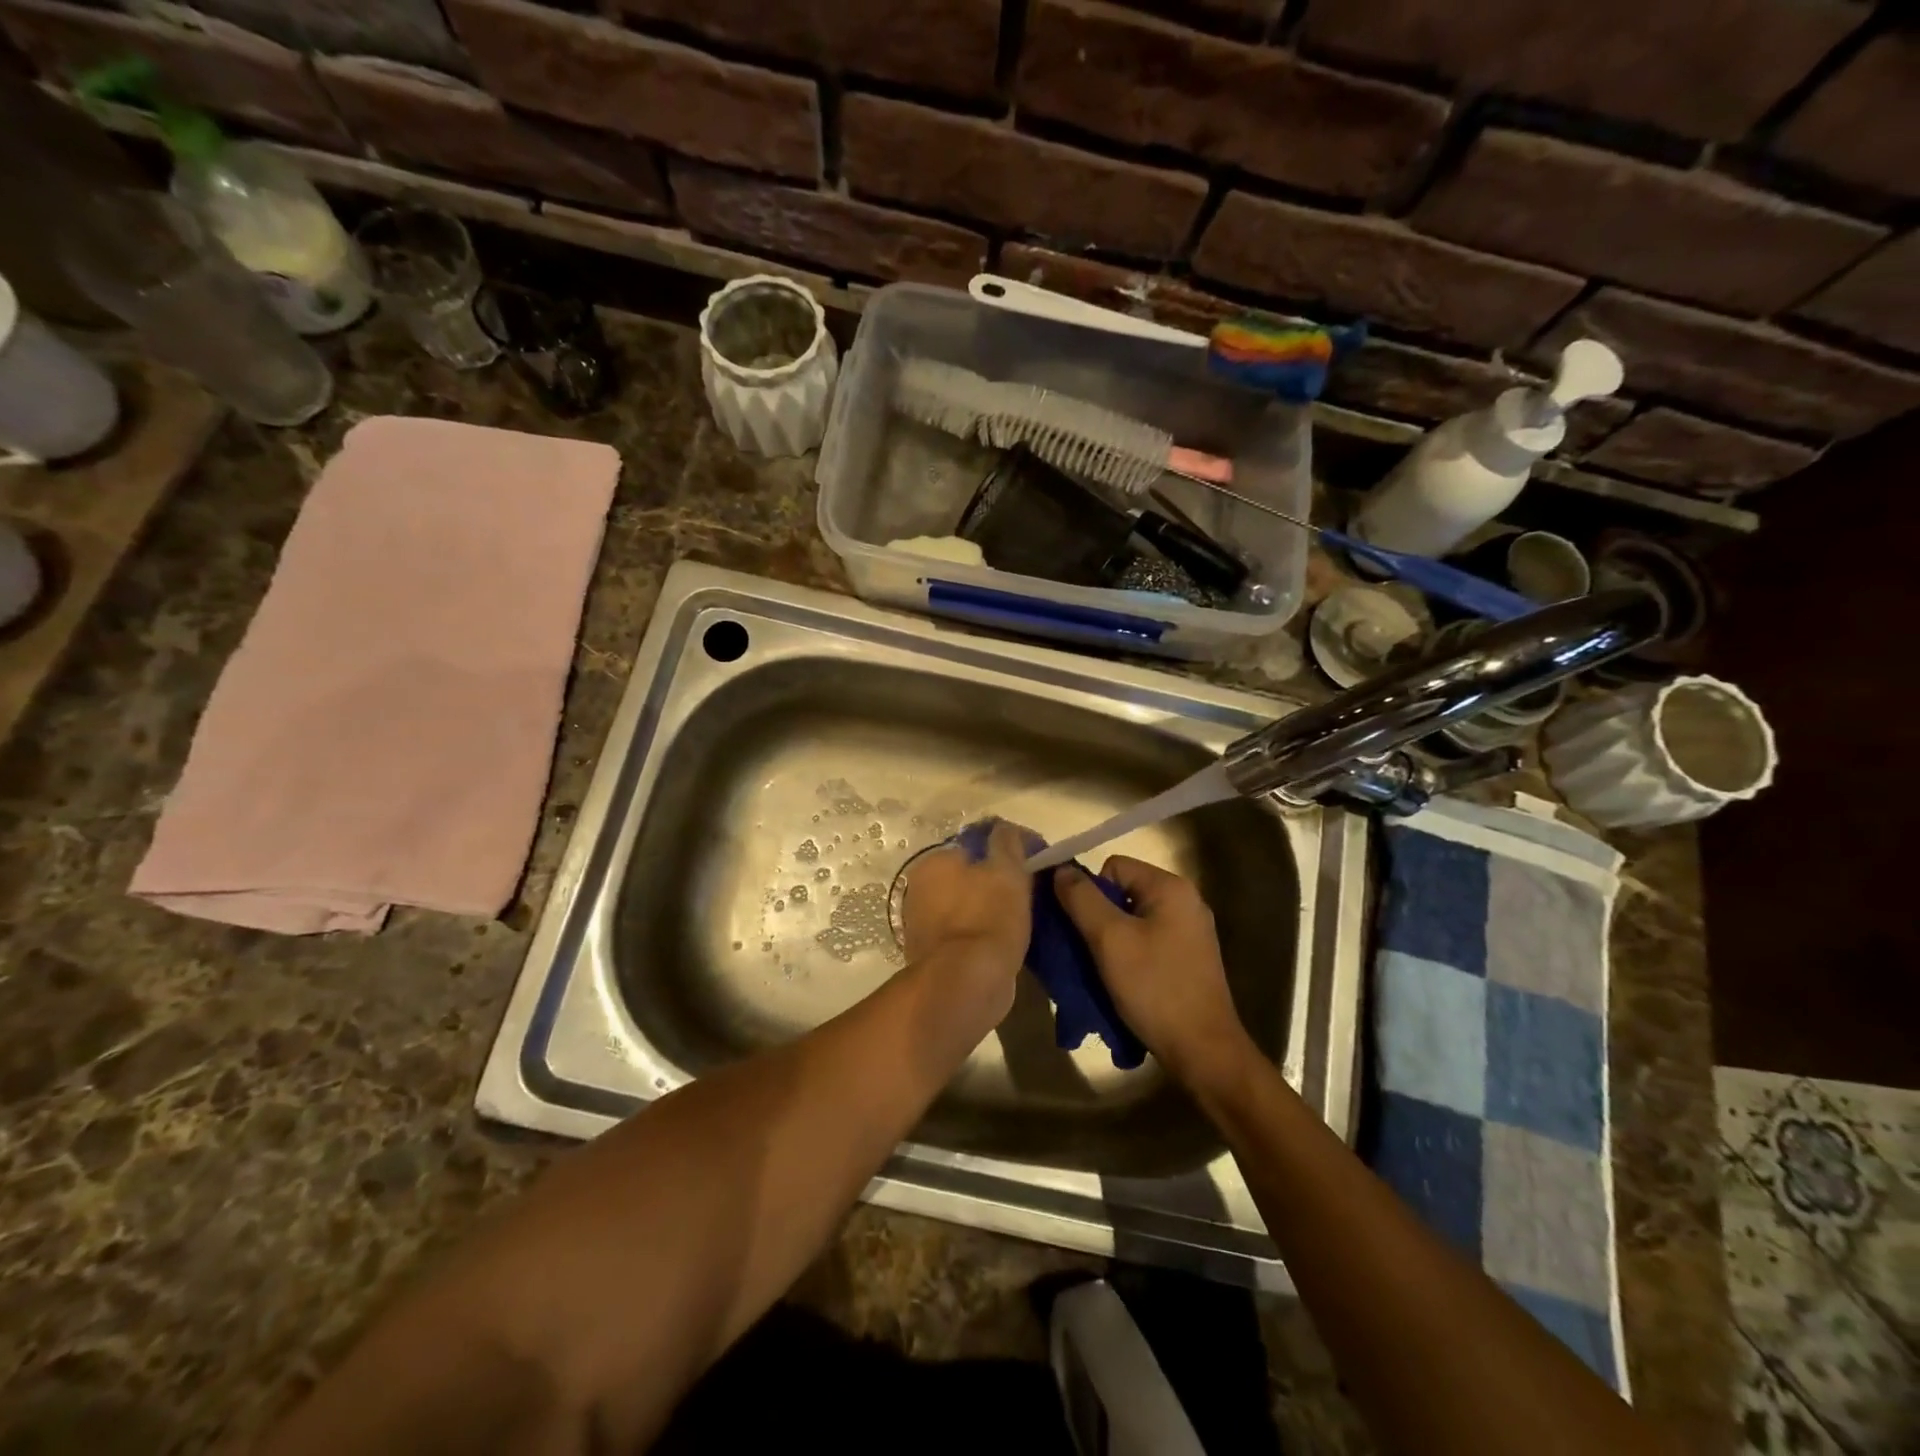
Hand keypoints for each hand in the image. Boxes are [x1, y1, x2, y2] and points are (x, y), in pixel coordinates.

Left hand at [901, 820, 1032, 1025]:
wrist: (965, 986)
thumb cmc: (988, 919)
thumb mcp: (1007, 870)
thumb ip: (1007, 842)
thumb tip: (1003, 828)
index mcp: (933, 862)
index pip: (975, 844)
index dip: (1008, 850)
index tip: (1035, 863)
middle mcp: (920, 889)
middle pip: (969, 875)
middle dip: (997, 880)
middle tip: (1032, 892)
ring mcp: (923, 925)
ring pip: (968, 906)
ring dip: (991, 909)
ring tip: (1024, 920)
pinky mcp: (934, 956)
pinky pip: (967, 935)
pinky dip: (984, 935)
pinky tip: (1006, 943)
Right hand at [1054, 857, 1253, 1085]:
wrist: (1203, 1051)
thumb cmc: (1155, 988)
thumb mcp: (1109, 939)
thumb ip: (1081, 898)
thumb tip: (1059, 869)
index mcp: (1170, 888)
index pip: (1112, 867)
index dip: (1090, 893)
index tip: (1083, 930)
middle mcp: (1184, 902)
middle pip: (1122, 893)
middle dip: (1097, 919)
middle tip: (1084, 952)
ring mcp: (1189, 932)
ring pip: (1130, 921)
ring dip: (1109, 942)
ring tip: (1099, 971)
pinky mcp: (1188, 959)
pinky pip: (1145, 943)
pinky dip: (1127, 958)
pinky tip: (1120, 983)